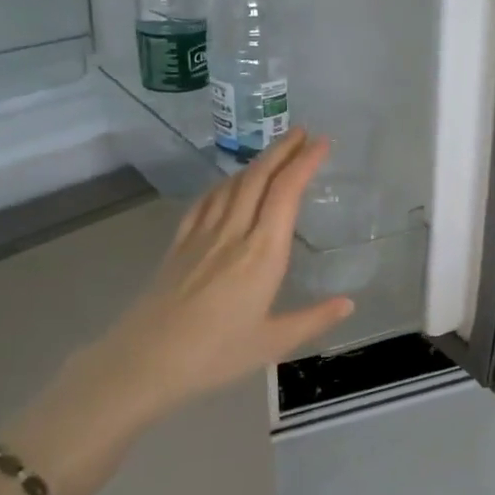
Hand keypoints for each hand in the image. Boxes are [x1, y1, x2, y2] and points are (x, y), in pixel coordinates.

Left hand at [2, 130, 353, 494]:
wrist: (145, 362)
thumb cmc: (214, 355)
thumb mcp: (272, 343)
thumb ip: (313, 320)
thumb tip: (349, 304)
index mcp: (262, 254)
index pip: (286, 194)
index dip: (304, 163)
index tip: (322, 143)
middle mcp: (233, 234)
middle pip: (259, 178)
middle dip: (282, 150)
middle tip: (302, 132)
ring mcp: (202, 236)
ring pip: (232, 185)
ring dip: (256, 162)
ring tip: (274, 152)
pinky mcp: (179, 244)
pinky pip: (204, 202)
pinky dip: (223, 184)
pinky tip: (227, 184)